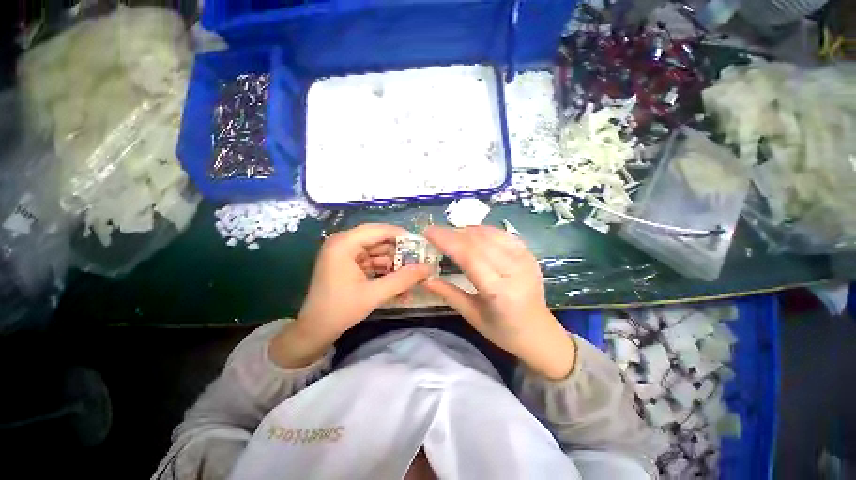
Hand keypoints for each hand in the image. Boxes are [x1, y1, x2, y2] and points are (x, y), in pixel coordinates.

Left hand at [271, 224, 431, 368]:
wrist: (314, 331)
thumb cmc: (340, 310)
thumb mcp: (374, 294)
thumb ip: (403, 279)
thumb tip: (428, 268)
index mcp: (344, 243)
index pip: (379, 230)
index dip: (401, 236)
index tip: (420, 246)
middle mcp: (344, 243)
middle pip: (379, 240)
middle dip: (399, 254)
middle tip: (419, 264)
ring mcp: (346, 253)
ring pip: (378, 252)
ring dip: (394, 265)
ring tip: (411, 279)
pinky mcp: (348, 264)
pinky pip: (372, 262)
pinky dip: (385, 271)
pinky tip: (398, 285)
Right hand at [422, 225, 575, 379]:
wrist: (540, 332)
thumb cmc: (503, 330)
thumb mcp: (472, 316)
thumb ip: (448, 293)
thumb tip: (424, 278)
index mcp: (499, 291)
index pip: (469, 256)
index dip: (447, 240)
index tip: (428, 232)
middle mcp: (514, 269)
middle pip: (478, 241)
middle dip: (452, 233)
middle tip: (434, 232)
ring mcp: (524, 258)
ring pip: (489, 233)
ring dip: (465, 230)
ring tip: (449, 234)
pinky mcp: (528, 253)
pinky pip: (501, 233)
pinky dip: (482, 230)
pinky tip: (471, 234)